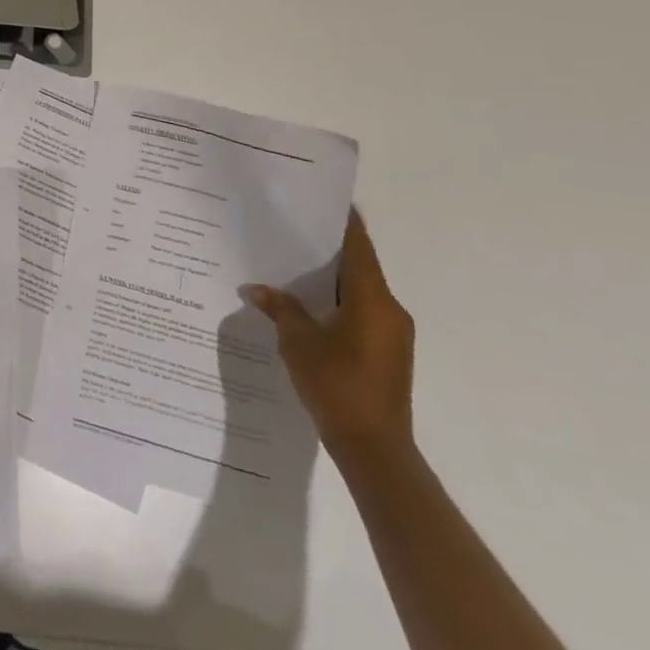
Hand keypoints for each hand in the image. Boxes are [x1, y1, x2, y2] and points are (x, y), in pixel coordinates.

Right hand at [242, 210, 413, 459]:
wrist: (373, 448)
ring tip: (294, 268)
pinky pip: (362, 314)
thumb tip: (256, 288)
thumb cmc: (337, 384)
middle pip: (359, 268)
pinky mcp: (388, 354)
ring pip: (360, 293)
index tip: (327, 202)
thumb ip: (280, 308)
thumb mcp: (298, 342)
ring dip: (332, 281)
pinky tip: (309, 308)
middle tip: (294, 232)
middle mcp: (389, 310)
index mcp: (372, 299)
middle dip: (329, 251)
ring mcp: (393, 334)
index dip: (345, 224)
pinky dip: (338, 304)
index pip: (359, 248)